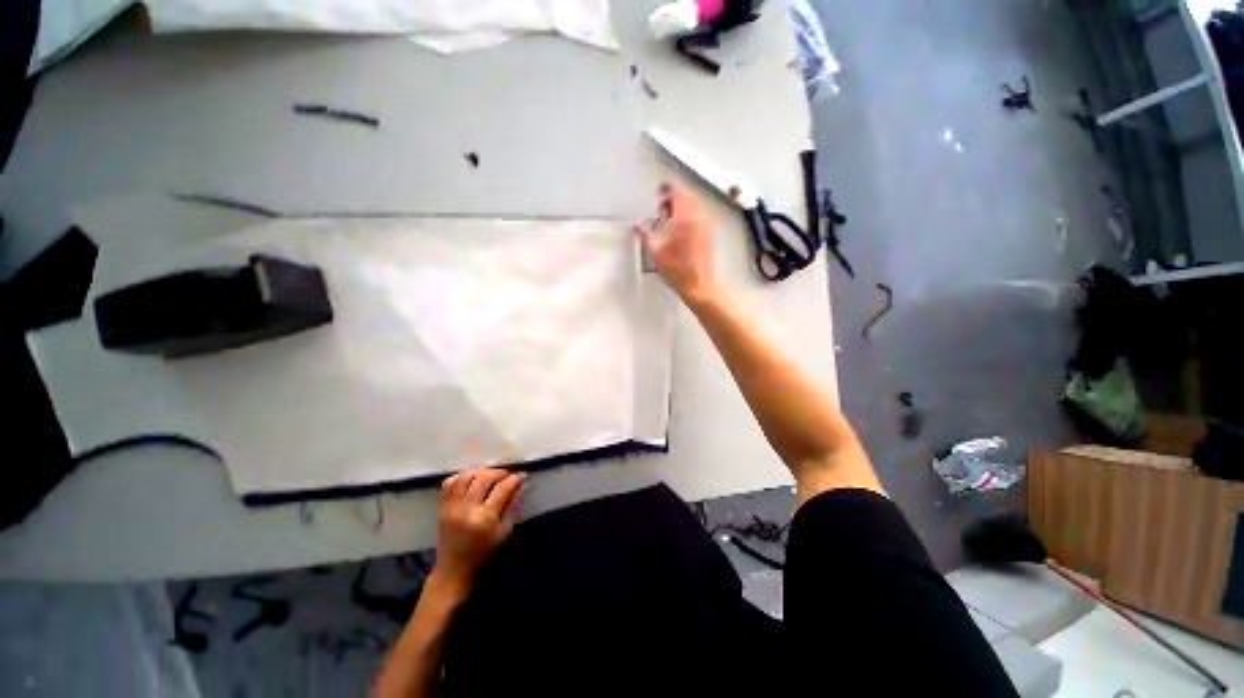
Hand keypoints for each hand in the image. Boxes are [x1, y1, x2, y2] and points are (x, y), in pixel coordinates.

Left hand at [433, 469, 525, 590]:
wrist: (453, 567)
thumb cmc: (483, 551)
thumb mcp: (504, 532)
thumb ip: (514, 506)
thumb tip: (522, 484)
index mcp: (484, 519)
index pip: (502, 489)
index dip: (514, 479)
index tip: (521, 475)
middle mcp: (467, 509)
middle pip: (484, 478)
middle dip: (498, 472)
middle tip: (506, 475)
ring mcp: (452, 506)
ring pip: (467, 477)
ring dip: (481, 472)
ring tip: (489, 476)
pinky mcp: (442, 506)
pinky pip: (449, 483)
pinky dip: (462, 476)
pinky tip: (471, 479)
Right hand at [636, 181, 717, 303]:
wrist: (699, 284)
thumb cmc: (678, 269)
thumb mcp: (655, 251)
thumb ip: (645, 234)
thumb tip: (638, 225)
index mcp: (685, 217)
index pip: (677, 192)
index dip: (667, 188)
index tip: (660, 190)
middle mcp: (699, 217)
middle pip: (687, 197)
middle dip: (673, 198)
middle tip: (661, 208)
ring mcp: (706, 225)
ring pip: (694, 205)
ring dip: (682, 207)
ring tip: (669, 219)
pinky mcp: (709, 234)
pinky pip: (699, 215)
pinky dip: (689, 215)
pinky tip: (680, 229)